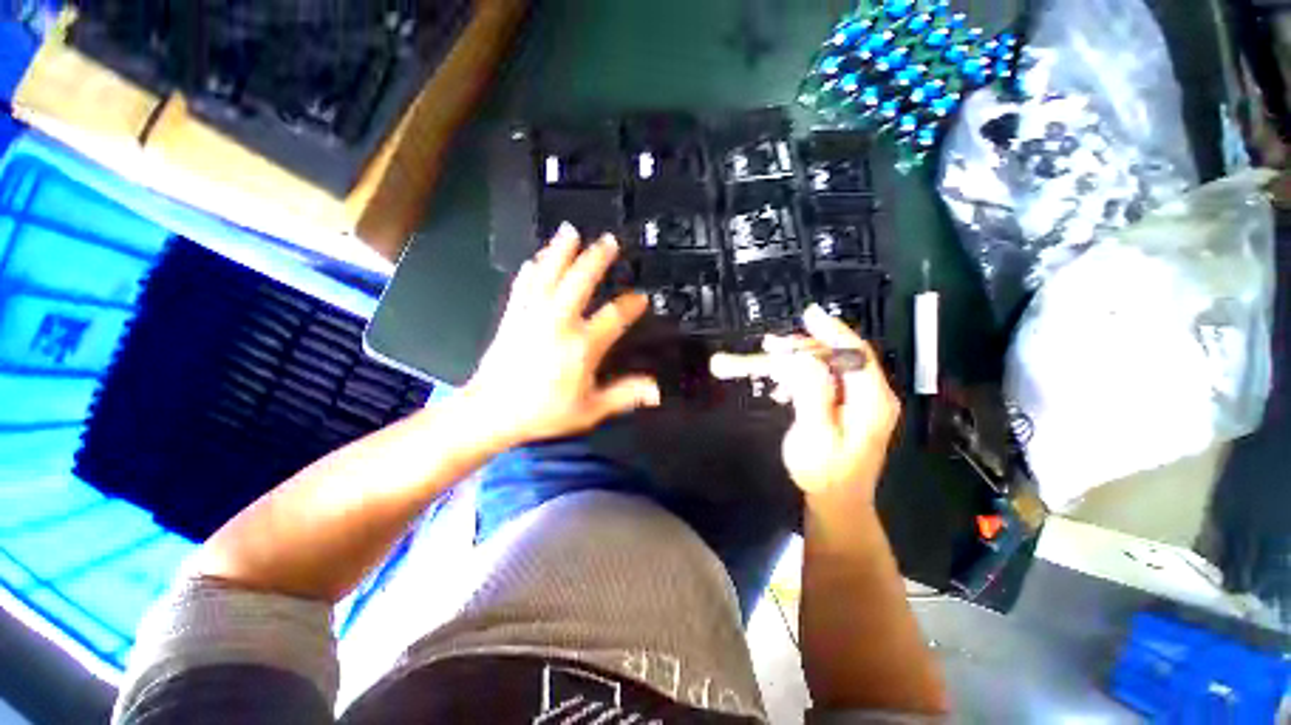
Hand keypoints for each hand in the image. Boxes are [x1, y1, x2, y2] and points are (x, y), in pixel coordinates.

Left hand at [463, 224, 660, 449]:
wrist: (492, 411)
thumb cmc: (542, 413)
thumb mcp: (589, 410)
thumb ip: (623, 395)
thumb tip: (655, 390)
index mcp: (581, 345)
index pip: (614, 316)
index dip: (631, 305)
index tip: (641, 298)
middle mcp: (558, 322)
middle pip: (580, 279)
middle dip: (596, 257)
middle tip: (609, 240)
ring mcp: (532, 315)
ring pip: (549, 273)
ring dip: (560, 250)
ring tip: (570, 230)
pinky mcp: (512, 316)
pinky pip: (523, 285)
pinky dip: (531, 270)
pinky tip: (535, 259)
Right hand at [710, 306, 899, 502]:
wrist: (839, 507)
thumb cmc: (825, 475)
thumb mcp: (814, 435)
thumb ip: (811, 392)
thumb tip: (804, 357)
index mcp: (874, 401)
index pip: (856, 353)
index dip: (831, 331)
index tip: (808, 314)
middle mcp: (877, 397)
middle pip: (844, 358)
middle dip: (808, 348)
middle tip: (772, 345)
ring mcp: (869, 405)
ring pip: (837, 370)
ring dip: (805, 364)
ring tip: (771, 363)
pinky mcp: (859, 413)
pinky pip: (835, 384)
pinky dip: (810, 380)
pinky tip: (786, 389)